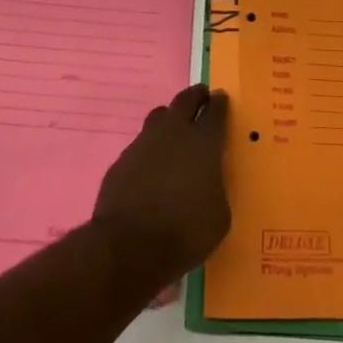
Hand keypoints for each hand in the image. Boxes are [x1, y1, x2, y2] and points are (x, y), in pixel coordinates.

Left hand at [92, 86, 230, 281]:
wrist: (130, 246)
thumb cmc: (186, 232)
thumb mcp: (219, 215)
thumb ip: (216, 188)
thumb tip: (208, 183)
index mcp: (204, 143)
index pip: (215, 110)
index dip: (220, 103)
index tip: (222, 99)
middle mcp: (173, 133)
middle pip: (184, 100)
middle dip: (195, 96)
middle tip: (201, 98)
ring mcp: (143, 144)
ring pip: (158, 117)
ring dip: (169, 119)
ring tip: (175, 132)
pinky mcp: (121, 161)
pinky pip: (140, 145)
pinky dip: (149, 150)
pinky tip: (151, 168)